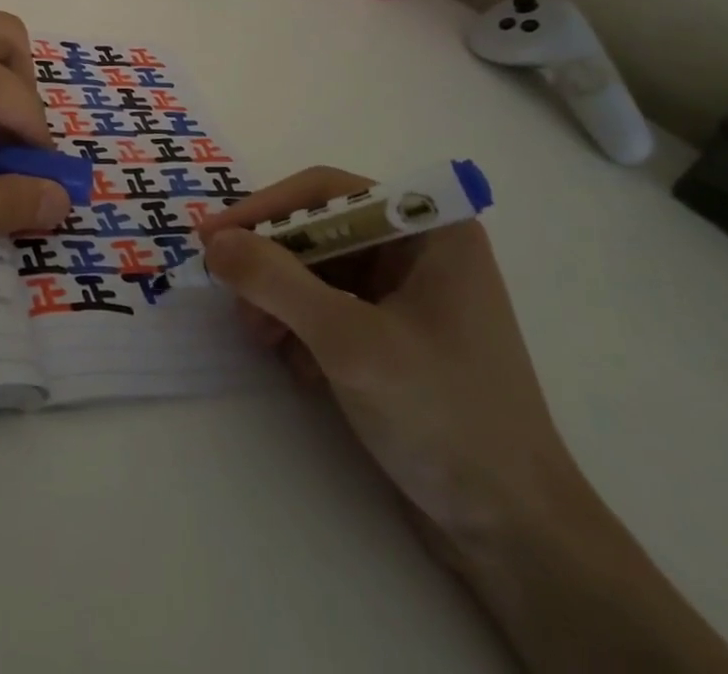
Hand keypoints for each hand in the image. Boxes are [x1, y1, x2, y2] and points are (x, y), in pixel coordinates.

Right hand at [198, 169, 582, 553]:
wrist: (516, 535)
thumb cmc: (443, 416)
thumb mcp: (349, 341)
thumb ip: (276, 281)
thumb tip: (214, 241)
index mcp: (430, 229)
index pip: (326, 192)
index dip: (264, 209)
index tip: (212, 236)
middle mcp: (420, 250)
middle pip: (320, 231)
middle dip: (273, 265)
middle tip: (233, 298)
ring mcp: (410, 294)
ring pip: (319, 272)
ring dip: (282, 302)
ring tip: (262, 339)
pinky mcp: (398, 336)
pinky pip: (332, 309)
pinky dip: (305, 330)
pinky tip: (301, 369)